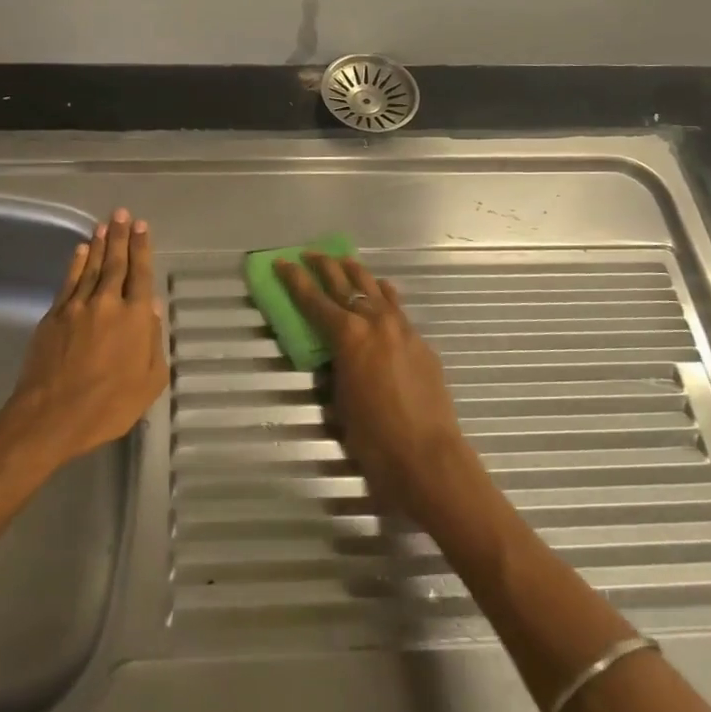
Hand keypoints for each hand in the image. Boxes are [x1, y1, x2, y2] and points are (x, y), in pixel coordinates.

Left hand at [0, 209, 167, 468]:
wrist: (52, 416)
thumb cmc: (108, 406)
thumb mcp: (149, 382)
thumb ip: (153, 342)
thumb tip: (150, 308)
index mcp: (134, 318)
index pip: (140, 274)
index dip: (142, 248)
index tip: (142, 226)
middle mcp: (107, 303)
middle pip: (115, 262)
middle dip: (120, 236)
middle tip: (122, 213)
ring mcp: (77, 307)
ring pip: (90, 267)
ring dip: (98, 244)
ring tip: (104, 225)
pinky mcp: (53, 315)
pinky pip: (68, 281)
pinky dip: (75, 264)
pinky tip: (80, 251)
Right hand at [274, 252, 476, 524]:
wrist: (428, 457)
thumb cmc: (373, 438)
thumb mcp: (339, 402)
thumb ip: (335, 370)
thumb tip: (336, 358)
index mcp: (347, 335)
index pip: (313, 299)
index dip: (294, 279)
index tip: (282, 262)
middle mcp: (374, 321)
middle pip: (345, 282)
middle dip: (324, 265)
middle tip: (309, 254)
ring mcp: (401, 328)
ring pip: (375, 288)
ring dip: (356, 273)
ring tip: (343, 262)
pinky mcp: (421, 341)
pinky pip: (397, 308)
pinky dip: (384, 296)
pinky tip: (381, 293)